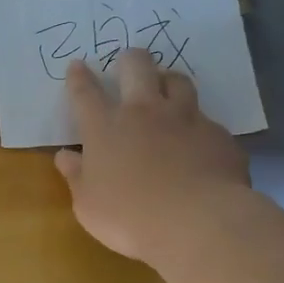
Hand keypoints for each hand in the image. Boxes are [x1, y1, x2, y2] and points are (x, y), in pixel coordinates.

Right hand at [54, 50, 250, 265]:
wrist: (197, 222)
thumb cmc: (128, 217)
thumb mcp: (87, 204)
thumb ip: (76, 175)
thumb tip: (66, 155)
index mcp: (105, 128)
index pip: (86, 93)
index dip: (79, 77)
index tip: (77, 65)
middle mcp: (144, 112)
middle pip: (137, 67)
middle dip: (130, 59)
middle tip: (128, 62)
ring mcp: (186, 119)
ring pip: (178, 81)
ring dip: (168, 80)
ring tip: (166, 87)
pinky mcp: (217, 135)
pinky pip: (206, 121)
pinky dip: (197, 127)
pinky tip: (198, 142)